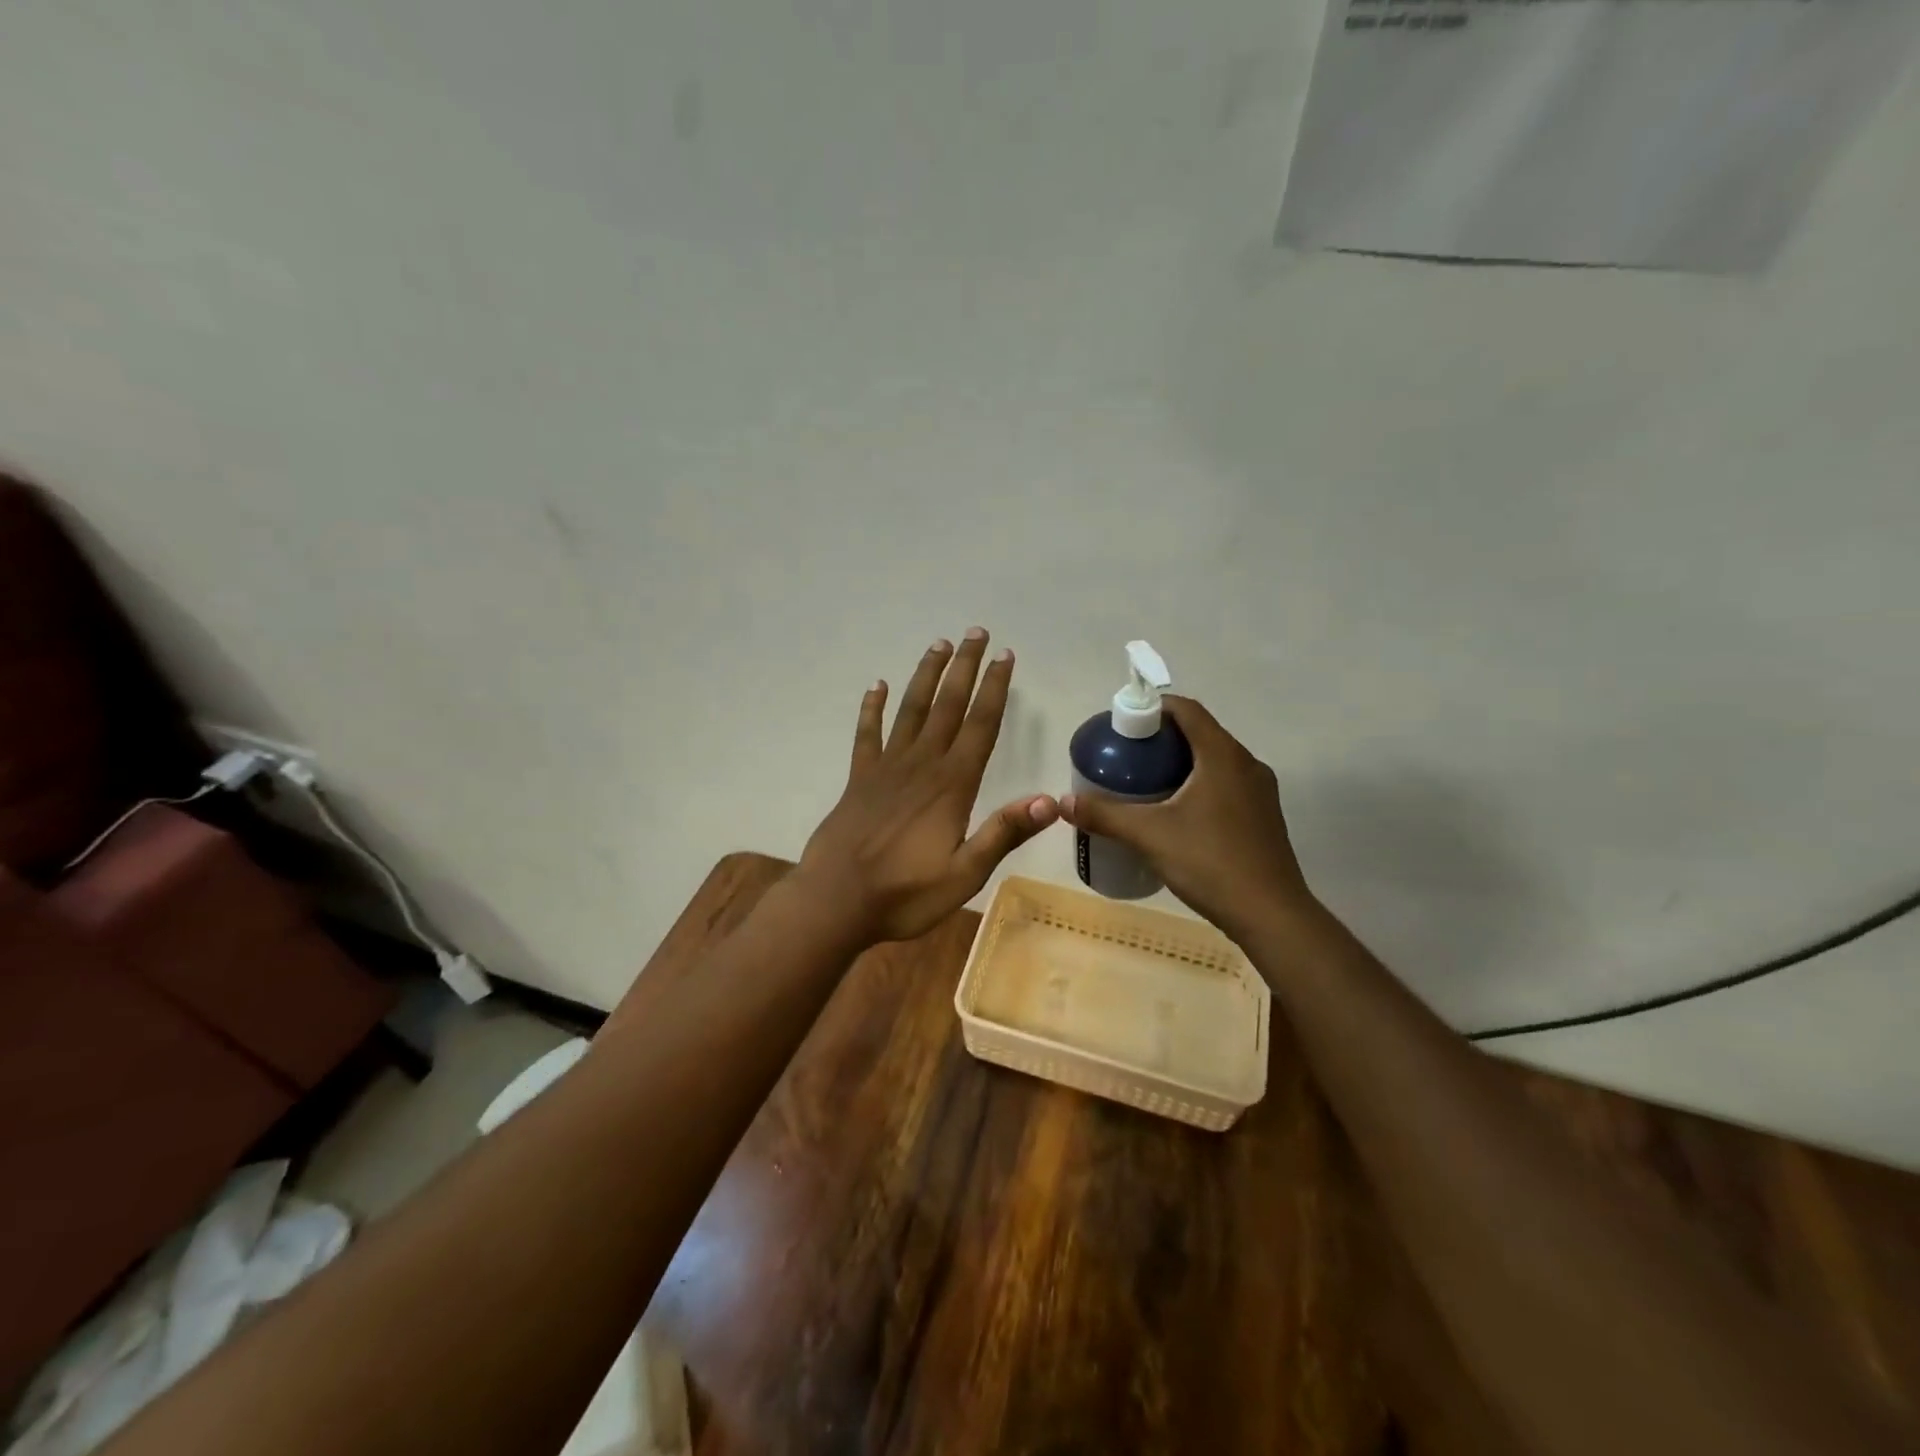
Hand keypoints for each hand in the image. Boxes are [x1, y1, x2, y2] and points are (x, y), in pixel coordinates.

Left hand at [799, 629, 1058, 944]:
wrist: (835, 901)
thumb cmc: (905, 893)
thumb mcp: (965, 873)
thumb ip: (1003, 833)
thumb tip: (1051, 800)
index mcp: (952, 785)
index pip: (980, 725)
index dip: (994, 688)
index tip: (1004, 655)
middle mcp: (921, 765)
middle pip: (947, 705)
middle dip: (964, 667)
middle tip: (975, 632)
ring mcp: (886, 768)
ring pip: (910, 710)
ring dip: (926, 676)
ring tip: (938, 644)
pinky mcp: (859, 779)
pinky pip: (867, 734)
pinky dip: (871, 708)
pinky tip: (875, 686)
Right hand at [1058, 696, 1313, 943]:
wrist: (1271, 915)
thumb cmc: (1210, 863)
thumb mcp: (1149, 836)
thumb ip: (1104, 815)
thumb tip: (1063, 803)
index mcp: (1223, 756)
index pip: (1187, 710)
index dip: (1153, 708)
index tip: (1123, 725)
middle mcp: (1247, 765)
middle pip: (1200, 734)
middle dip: (1161, 739)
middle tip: (1126, 757)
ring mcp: (1260, 792)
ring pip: (1214, 762)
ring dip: (1181, 763)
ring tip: (1145, 783)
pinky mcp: (1263, 817)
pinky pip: (1226, 785)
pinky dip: (1198, 785)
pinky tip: (1176, 814)